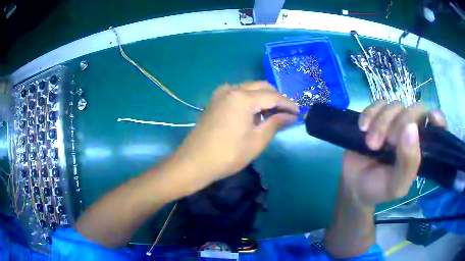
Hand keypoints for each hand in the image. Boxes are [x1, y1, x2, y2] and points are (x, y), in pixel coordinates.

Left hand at [176, 81, 297, 190]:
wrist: (194, 162)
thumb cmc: (228, 155)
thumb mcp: (256, 141)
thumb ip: (275, 123)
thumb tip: (291, 116)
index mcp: (243, 98)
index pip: (273, 96)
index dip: (287, 104)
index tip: (298, 112)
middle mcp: (232, 89)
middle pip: (261, 87)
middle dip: (276, 98)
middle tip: (286, 113)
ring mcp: (221, 93)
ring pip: (249, 88)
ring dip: (263, 97)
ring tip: (272, 114)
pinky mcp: (215, 100)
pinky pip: (238, 93)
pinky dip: (250, 99)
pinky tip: (253, 113)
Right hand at [340, 101, 446, 207]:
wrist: (353, 185)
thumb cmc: (379, 188)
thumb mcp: (397, 185)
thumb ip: (409, 163)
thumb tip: (411, 128)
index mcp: (421, 148)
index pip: (438, 126)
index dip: (438, 119)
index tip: (432, 118)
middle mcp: (411, 131)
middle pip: (415, 109)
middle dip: (400, 124)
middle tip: (387, 144)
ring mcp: (394, 121)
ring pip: (395, 105)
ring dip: (381, 123)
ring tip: (370, 144)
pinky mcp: (377, 115)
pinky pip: (377, 103)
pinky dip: (369, 113)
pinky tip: (362, 128)